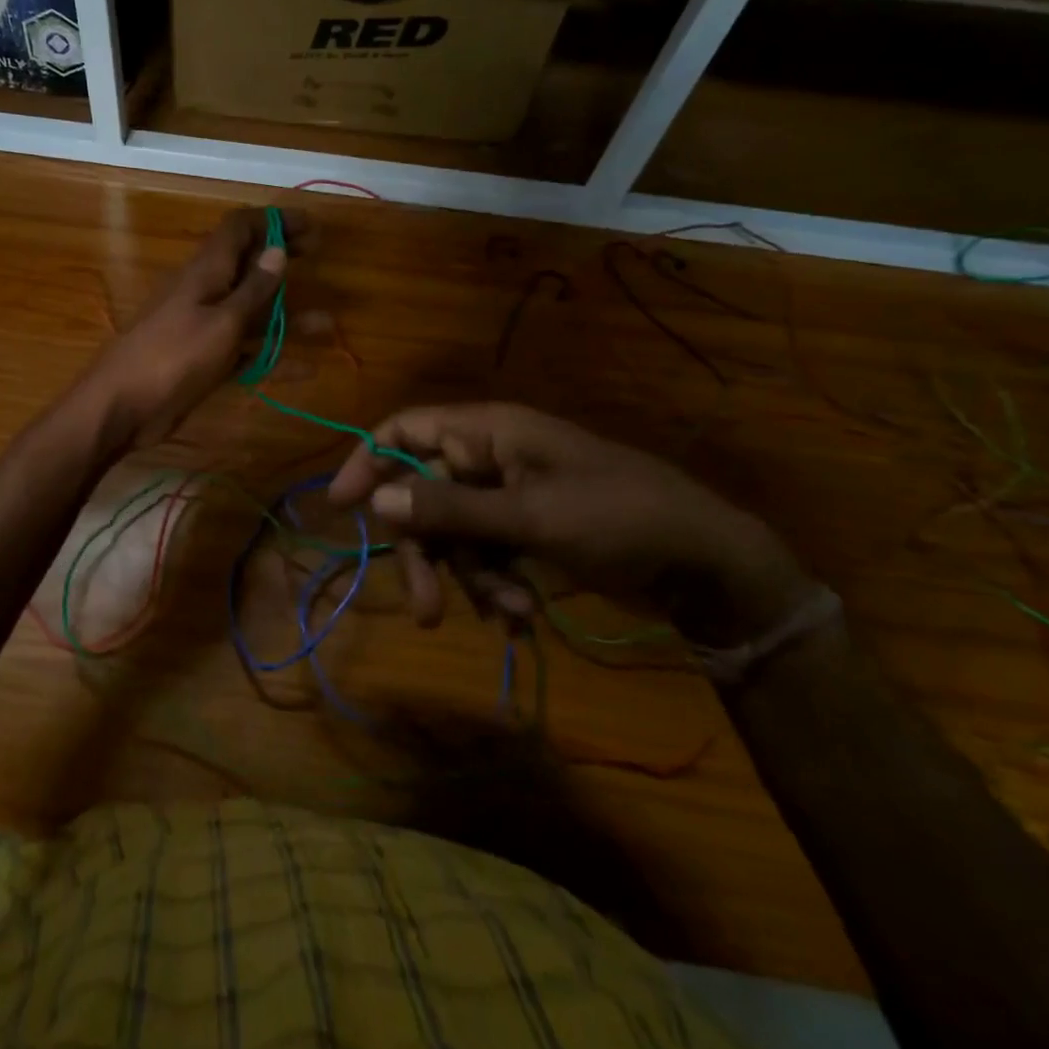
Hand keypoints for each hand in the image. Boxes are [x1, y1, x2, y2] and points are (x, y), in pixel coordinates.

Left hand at [79, 207, 308, 449]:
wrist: (121, 407)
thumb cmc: (173, 358)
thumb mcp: (222, 323)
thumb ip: (253, 290)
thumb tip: (277, 251)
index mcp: (205, 271)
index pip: (240, 228)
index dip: (274, 221)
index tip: (310, 227)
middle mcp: (204, 291)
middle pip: (247, 264)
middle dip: (282, 258)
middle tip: (317, 255)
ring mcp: (202, 326)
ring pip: (250, 311)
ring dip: (286, 314)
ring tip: (326, 325)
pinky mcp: (202, 359)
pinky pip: (243, 350)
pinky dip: (271, 355)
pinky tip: (304, 371)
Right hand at [325, 402, 810, 645]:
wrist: (706, 564)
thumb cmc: (620, 519)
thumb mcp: (531, 517)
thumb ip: (452, 508)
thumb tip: (380, 500)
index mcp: (489, 432)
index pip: (406, 430)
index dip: (368, 461)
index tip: (342, 506)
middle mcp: (491, 457)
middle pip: (425, 496)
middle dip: (426, 553)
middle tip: (426, 610)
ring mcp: (509, 496)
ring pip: (454, 534)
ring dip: (471, 579)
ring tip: (510, 614)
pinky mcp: (526, 530)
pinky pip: (485, 555)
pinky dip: (495, 587)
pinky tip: (521, 618)